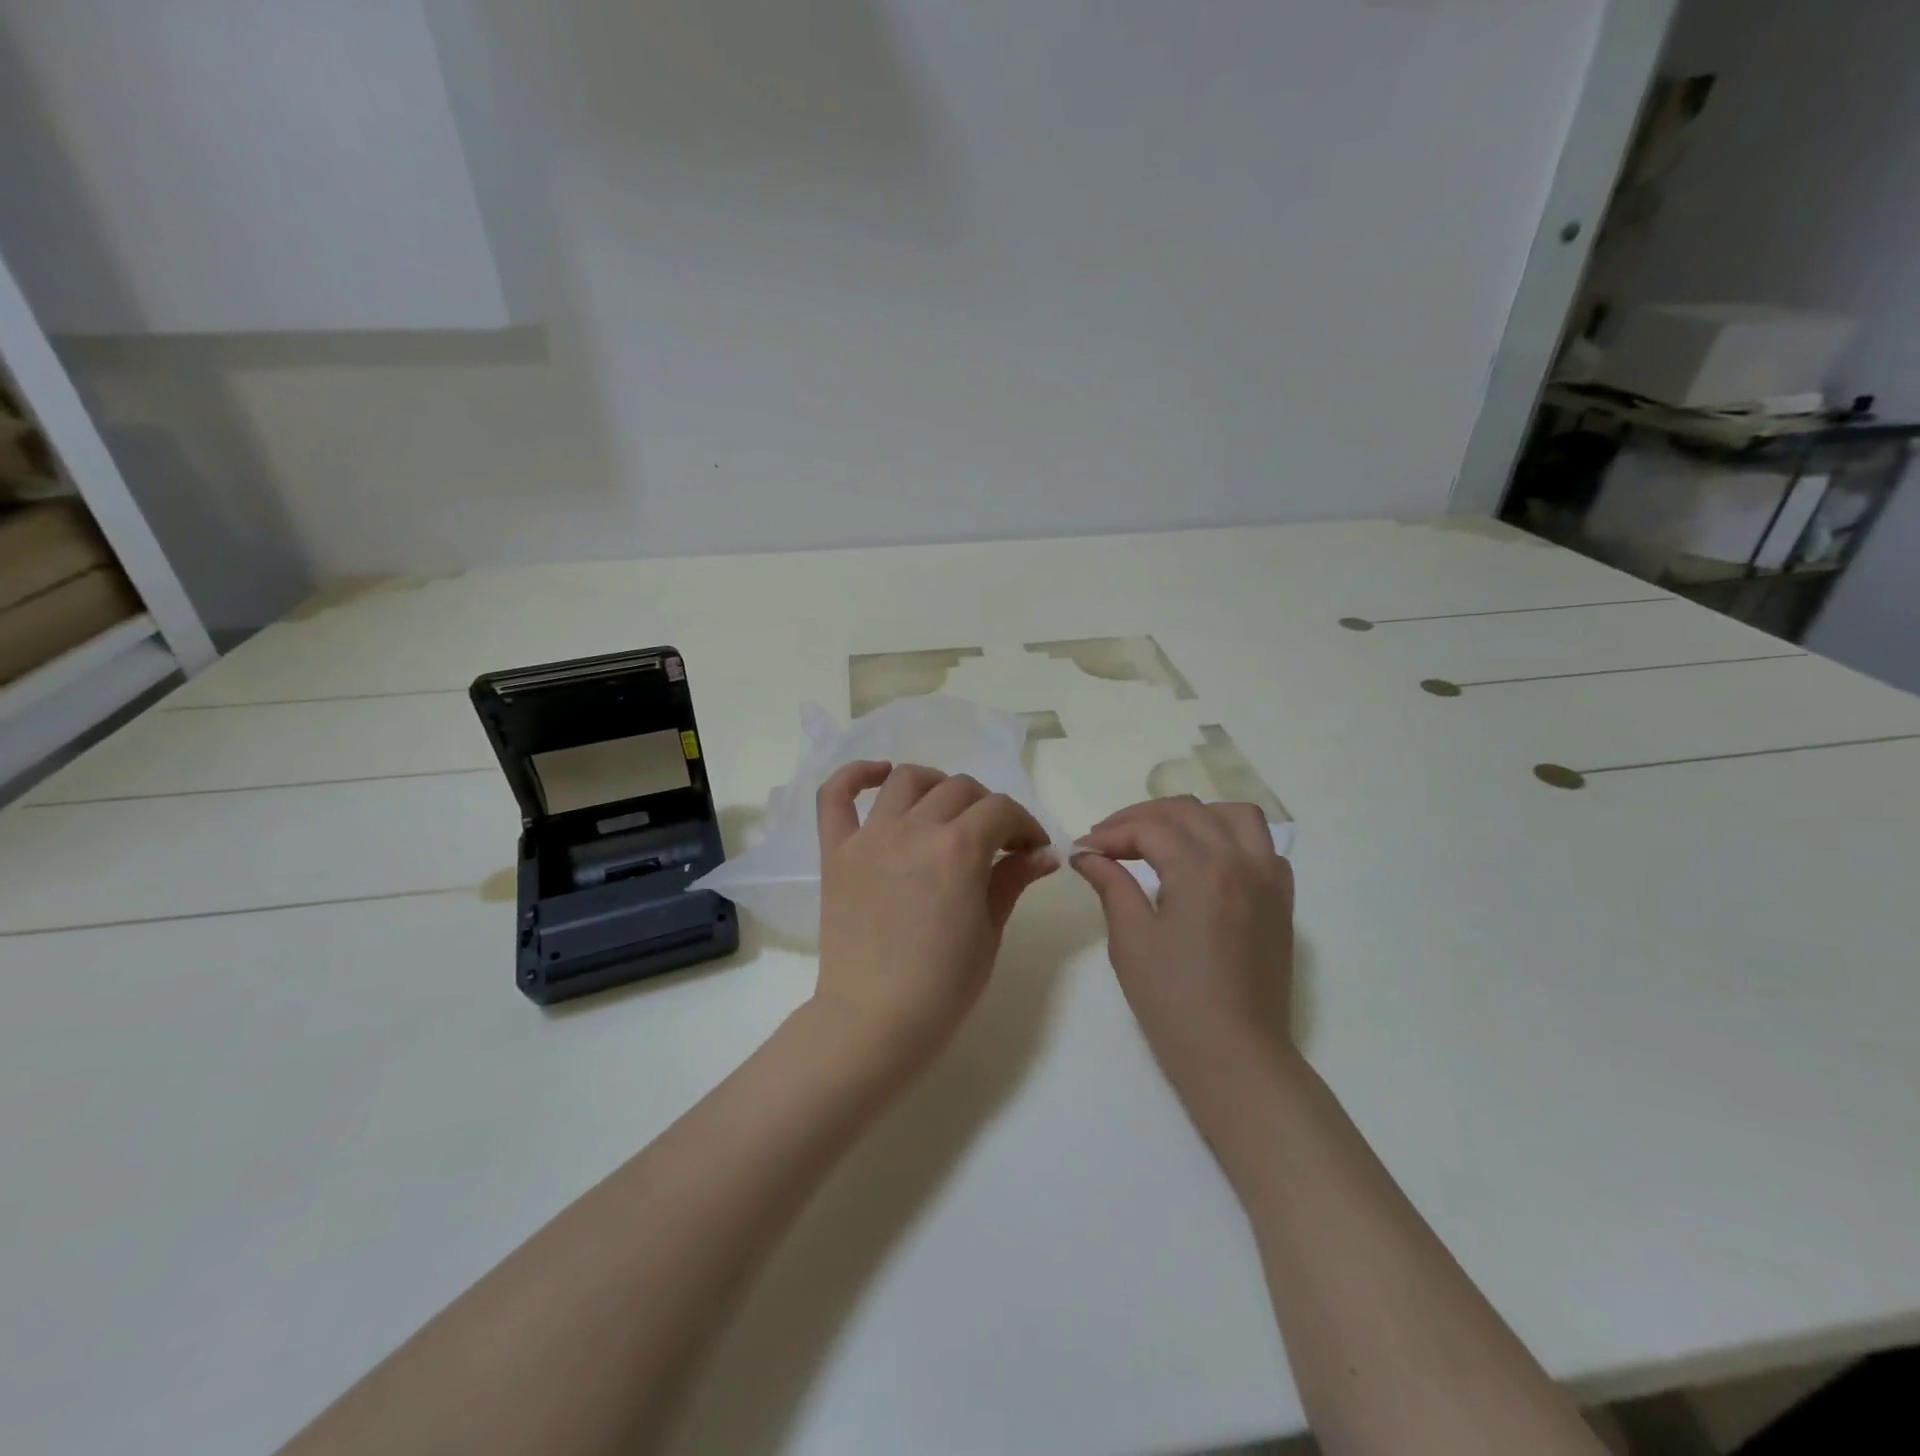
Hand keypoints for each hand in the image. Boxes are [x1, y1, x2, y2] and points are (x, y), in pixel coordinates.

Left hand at [812, 761, 1057, 1073]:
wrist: (873, 1022)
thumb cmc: (943, 987)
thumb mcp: (989, 931)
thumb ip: (1013, 880)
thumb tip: (1045, 853)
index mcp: (959, 849)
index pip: (1001, 810)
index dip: (1024, 825)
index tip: (1031, 849)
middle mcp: (914, 829)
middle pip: (960, 789)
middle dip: (989, 808)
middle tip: (995, 840)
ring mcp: (870, 837)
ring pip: (908, 780)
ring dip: (937, 785)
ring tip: (947, 809)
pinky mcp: (836, 852)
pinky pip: (834, 797)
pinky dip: (856, 775)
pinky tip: (879, 774)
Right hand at [1072, 798, 1295, 1099]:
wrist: (1234, 1055)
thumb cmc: (1173, 1000)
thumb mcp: (1130, 939)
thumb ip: (1111, 884)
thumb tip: (1086, 854)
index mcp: (1201, 870)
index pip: (1149, 828)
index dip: (1110, 834)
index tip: (1082, 850)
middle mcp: (1241, 861)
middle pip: (1187, 811)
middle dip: (1141, 818)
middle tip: (1108, 840)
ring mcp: (1269, 879)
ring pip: (1234, 815)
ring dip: (1193, 816)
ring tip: (1161, 836)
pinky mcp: (1281, 900)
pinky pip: (1262, 846)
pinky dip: (1231, 838)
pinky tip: (1207, 861)